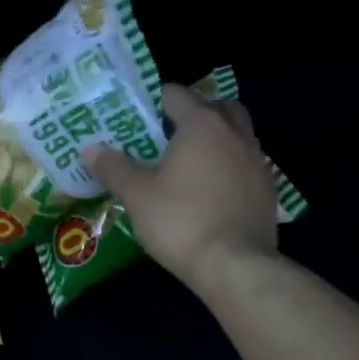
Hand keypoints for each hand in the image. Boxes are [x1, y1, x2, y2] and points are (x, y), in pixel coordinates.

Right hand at [83, 83, 279, 293]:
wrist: (235, 265)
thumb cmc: (180, 221)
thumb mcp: (136, 194)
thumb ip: (113, 167)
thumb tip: (89, 149)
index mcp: (202, 124)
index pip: (176, 94)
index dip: (154, 101)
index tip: (137, 118)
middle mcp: (235, 133)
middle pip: (215, 107)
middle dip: (193, 114)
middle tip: (168, 135)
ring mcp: (257, 160)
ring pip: (236, 134)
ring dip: (215, 139)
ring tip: (189, 163)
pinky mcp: (268, 188)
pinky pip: (246, 164)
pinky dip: (229, 167)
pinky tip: (211, 190)